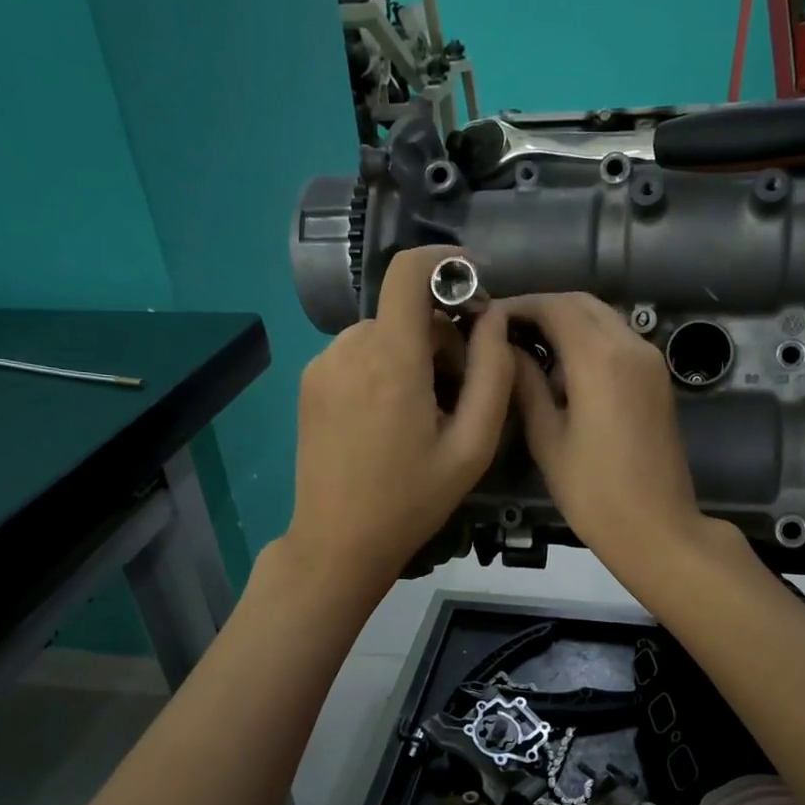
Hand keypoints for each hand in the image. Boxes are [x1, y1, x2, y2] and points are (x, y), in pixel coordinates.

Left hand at [283, 247, 514, 591]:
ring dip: (413, 356)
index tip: (475, 284)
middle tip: (459, 394)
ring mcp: (322, 364)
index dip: (446, 262)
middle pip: (406, 312)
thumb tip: (495, 317)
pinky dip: (384, 368)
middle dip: (442, 338)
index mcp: (391, 359)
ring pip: (384, 334)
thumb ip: (492, 373)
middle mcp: (349, 347)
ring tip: (425, 413)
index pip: (409, 271)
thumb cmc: (412, 500)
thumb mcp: (472, 446)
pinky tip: (390, 418)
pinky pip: (358, 353)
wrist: (338, 542)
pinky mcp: (309, 382)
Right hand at [499, 293, 712, 576]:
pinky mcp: (658, 379)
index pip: (554, 307)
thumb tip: (504, 349)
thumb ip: (525, 385)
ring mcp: (650, 361)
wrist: (657, 528)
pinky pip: (619, 340)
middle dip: (542, 308)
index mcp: (600, 358)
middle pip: (582, 304)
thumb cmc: (593, 492)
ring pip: (603, 319)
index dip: (518, 306)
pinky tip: (563, 369)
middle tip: (505, 331)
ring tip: (529, 347)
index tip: (486, 317)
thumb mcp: (547, 439)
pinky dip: (589, 340)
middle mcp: (631, 345)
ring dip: (567, 322)